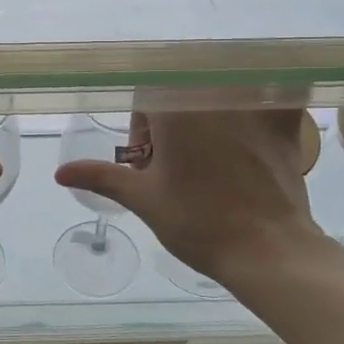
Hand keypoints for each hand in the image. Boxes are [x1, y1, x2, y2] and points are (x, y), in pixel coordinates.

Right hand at [54, 110, 335, 283]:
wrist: (266, 251)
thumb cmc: (197, 223)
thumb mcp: (144, 199)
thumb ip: (102, 177)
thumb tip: (60, 172)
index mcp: (174, 111)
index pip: (146, 100)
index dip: (142, 130)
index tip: (150, 162)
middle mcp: (213, 97)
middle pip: (182, 95)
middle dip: (174, 124)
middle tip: (178, 165)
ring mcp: (252, 109)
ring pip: (220, 93)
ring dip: (211, 114)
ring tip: (214, 156)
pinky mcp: (284, 125)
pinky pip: (276, 97)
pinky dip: (270, 100)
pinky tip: (265, 117)